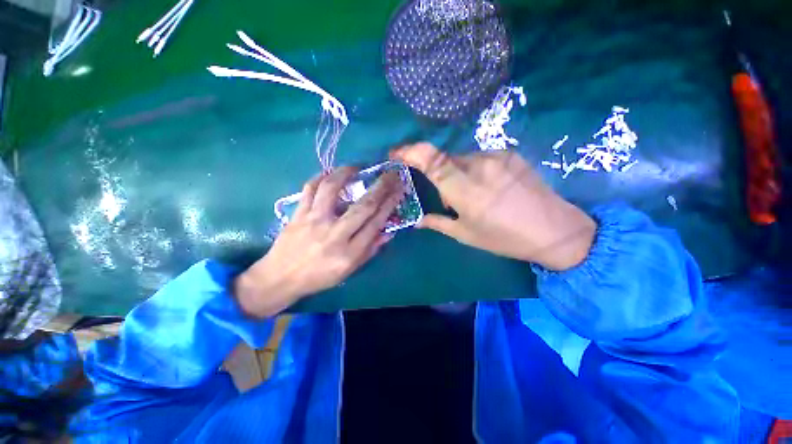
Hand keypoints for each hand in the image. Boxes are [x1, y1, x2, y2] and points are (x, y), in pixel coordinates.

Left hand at [234, 167, 403, 317]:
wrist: (280, 278)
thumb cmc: (319, 277)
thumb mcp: (349, 270)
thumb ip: (370, 250)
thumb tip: (388, 232)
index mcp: (349, 252)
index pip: (376, 223)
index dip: (390, 205)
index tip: (398, 190)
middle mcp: (334, 234)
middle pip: (363, 206)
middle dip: (381, 187)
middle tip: (390, 174)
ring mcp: (314, 221)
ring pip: (332, 189)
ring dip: (347, 173)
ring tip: (357, 166)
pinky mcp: (298, 214)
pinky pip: (309, 189)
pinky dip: (319, 177)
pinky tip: (329, 173)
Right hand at [391, 143, 595, 270]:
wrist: (554, 230)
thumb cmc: (503, 237)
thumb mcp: (465, 234)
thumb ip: (436, 222)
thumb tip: (416, 220)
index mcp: (463, 188)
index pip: (429, 159)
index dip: (409, 151)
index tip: (396, 152)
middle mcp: (477, 165)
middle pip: (444, 160)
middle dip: (439, 175)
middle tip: (451, 198)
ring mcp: (496, 156)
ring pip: (462, 160)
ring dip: (458, 175)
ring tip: (474, 197)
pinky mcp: (509, 154)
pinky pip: (480, 158)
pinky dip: (475, 171)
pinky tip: (489, 188)